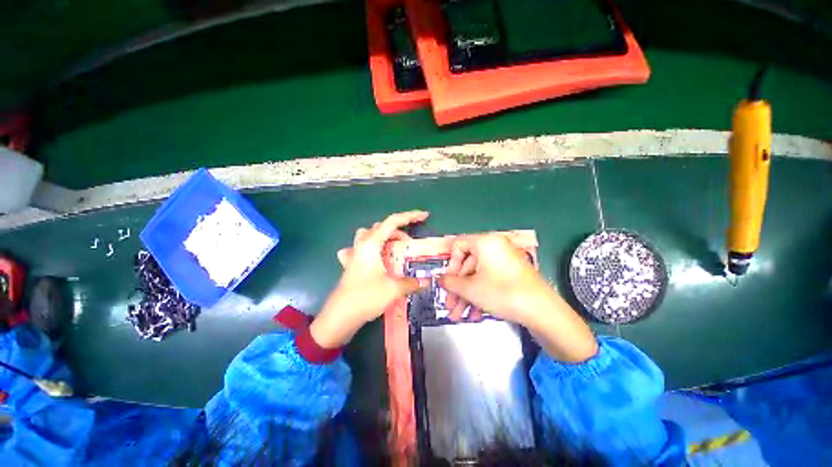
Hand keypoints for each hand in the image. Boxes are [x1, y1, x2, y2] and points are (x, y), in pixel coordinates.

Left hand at [309, 211, 430, 348]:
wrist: (339, 316)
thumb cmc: (366, 297)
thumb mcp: (393, 288)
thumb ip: (411, 282)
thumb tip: (425, 282)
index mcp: (371, 244)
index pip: (393, 222)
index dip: (410, 216)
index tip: (424, 216)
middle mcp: (361, 245)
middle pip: (381, 227)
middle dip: (398, 232)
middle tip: (409, 246)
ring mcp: (353, 254)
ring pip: (369, 235)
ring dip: (384, 238)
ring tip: (393, 250)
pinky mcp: (350, 265)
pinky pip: (360, 249)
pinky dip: (370, 250)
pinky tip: (373, 260)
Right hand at [439, 234, 597, 362]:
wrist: (542, 311)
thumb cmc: (502, 292)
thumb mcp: (470, 288)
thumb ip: (450, 282)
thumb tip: (440, 279)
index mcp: (485, 242)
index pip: (458, 245)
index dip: (449, 264)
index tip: (447, 281)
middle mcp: (495, 247)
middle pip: (467, 264)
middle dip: (457, 288)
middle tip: (449, 305)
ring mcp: (504, 261)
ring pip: (477, 276)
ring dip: (466, 296)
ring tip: (459, 316)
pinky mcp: (511, 274)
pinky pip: (489, 280)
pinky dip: (480, 295)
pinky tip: (475, 314)